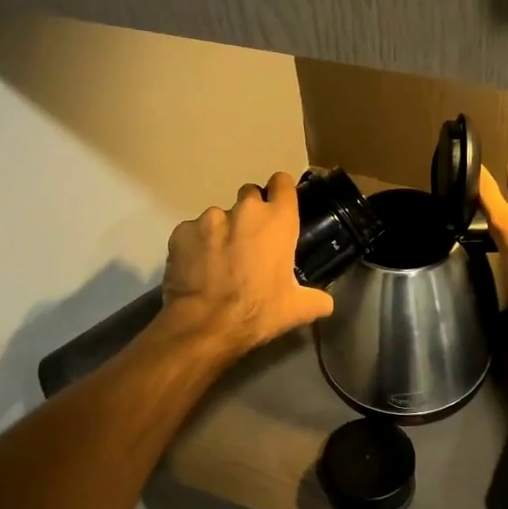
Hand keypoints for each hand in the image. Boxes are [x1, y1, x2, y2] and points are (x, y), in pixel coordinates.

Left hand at [160, 171, 335, 355]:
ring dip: (222, 232)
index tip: (279, 205)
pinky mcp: (182, 231)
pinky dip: (196, 246)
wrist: (204, 326)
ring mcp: (209, 218)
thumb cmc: (258, 311)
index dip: (281, 191)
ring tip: (219, 261)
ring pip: (219, 216)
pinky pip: (192, 232)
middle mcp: (245, 210)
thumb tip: (325, 302)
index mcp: (278, 220)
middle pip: (250, 195)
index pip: (282, 182)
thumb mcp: (297, 310)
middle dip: (251, 214)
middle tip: (250, 243)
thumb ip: (317, 299)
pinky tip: (197, 269)